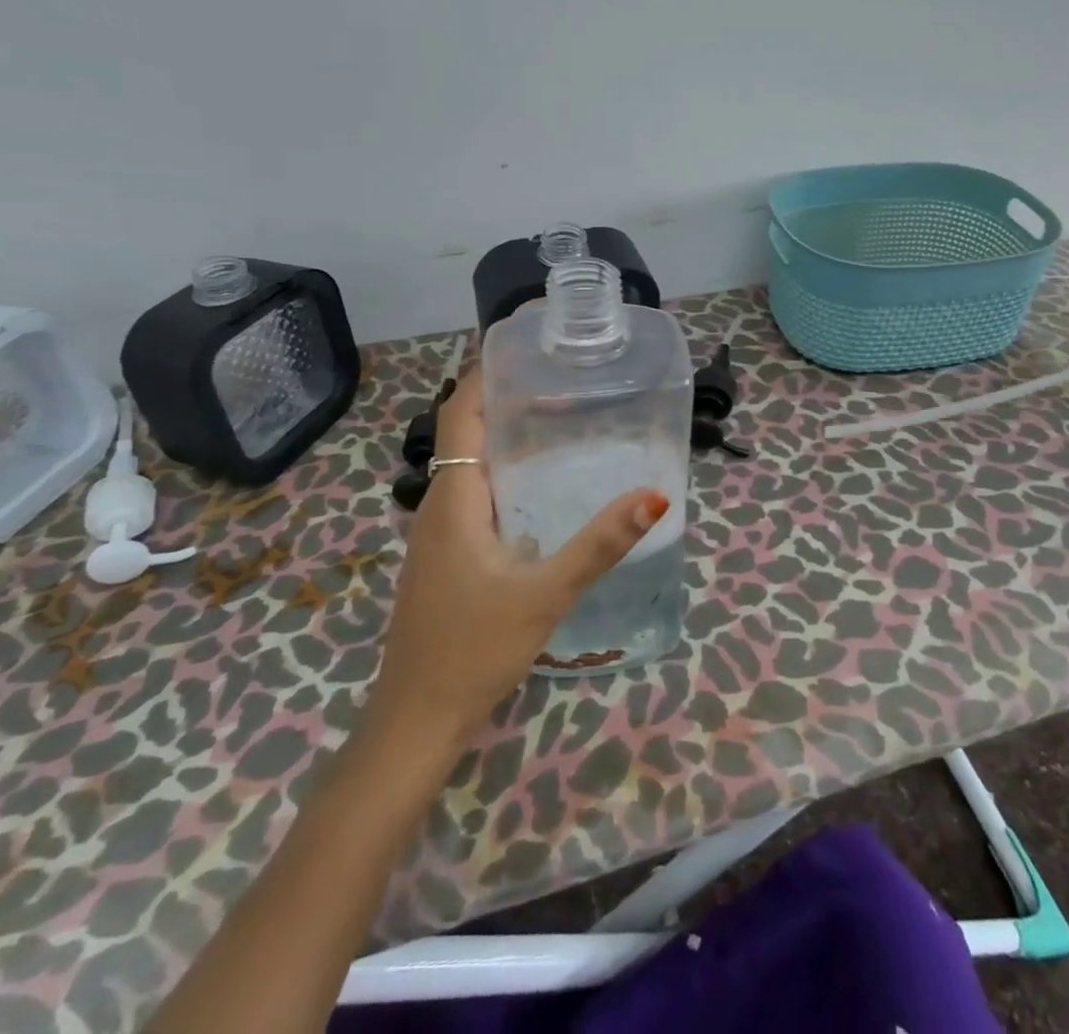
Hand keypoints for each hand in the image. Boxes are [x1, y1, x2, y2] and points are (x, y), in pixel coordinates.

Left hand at [360, 370, 668, 753]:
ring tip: (557, 422)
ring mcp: (436, 535)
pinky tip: (538, 491)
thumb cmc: (474, 650)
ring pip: (468, 467)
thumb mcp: (545, 594)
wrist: (416, 721)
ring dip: (503, 438)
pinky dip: (502, 475)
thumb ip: (599, 544)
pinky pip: (472, 497)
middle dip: (504, 400)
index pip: (460, 415)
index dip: (484, 375)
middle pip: (465, 434)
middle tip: (560, 381)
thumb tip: (653, 494)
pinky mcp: (444, 558)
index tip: (524, 347)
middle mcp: (438, 506)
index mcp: (454, 500)